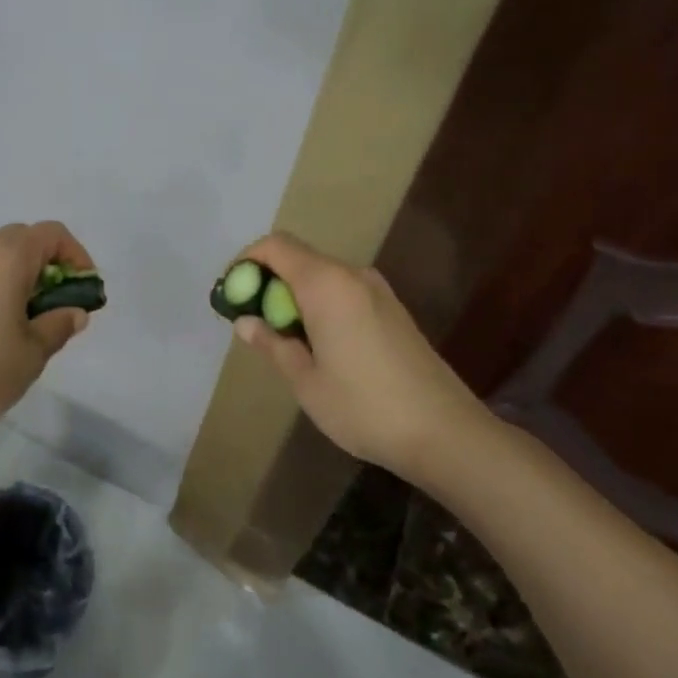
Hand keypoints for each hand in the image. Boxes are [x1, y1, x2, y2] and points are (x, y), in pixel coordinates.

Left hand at [0, 221, 94, 445]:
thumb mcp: (32, 354)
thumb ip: (58, 326)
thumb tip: (74, 312)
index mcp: (7, 257)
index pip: (52, 234)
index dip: (77, 256)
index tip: (85, 289)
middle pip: (22, 240)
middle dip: (48, 265)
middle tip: (58, 303)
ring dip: (19, 277)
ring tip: (27, 319)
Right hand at [226, 232, 488, 476]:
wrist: (444, 431)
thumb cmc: (364, 406)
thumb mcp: (306, 380)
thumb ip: (272, 343)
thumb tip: (244, 321)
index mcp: (326, 284)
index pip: (276, 246)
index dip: (247, 262)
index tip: (233, 295)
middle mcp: (352, 275)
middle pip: (299, 258)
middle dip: (268, 282)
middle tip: (253, 322)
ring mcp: (378, 290)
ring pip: (322, 276)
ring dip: (295, 295)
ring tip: (284, 339)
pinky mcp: (393, 309)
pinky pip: (344, 291)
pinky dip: (321, 304)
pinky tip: (321, 345)